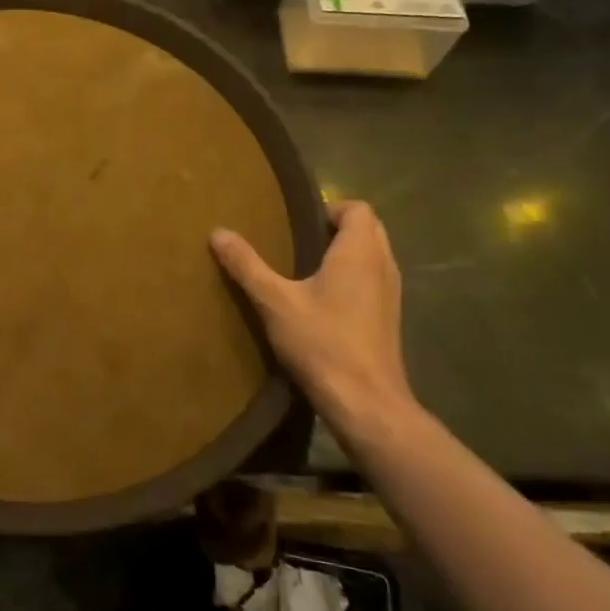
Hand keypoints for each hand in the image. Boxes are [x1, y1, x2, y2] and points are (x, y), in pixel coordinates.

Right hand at [210, 201, 416, 438]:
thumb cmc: (322, 343)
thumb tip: (218, 232)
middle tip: (296, 242)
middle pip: (368, 229)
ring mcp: (391, 294)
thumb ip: (246, 265)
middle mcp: (383, 266)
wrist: (366, 402)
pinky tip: (321, 302)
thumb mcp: (274, 301)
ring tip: (304, 269)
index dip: (329, 208)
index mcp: (360, 253)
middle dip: (336, 229)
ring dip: (345, 254)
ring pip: (372, 256)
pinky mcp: (388, 318)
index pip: (358, 208)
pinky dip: (352, 278)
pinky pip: (372, 281)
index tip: (297, 224)